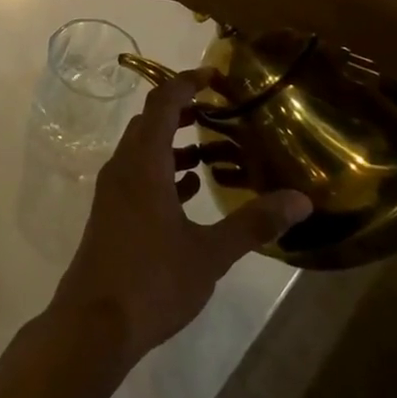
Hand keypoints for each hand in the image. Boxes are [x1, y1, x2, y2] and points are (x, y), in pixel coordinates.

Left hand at [50, 73, 311, 366]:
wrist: (95, 322)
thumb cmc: (152, 280)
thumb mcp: (210, 253)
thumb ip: (253, 223)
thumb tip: (302, 200)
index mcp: (143, 164)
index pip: (162, 104)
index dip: (186, 83)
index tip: (215, 75)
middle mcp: (123, 168)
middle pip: (150, 123)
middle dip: (183, 111)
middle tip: (221, 112)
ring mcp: (112, 192)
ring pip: (143, 151)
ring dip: (174, 144)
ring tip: (214, 150)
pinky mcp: (111, 214)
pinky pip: (138, 177)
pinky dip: (163, 172)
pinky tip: (192, 190)